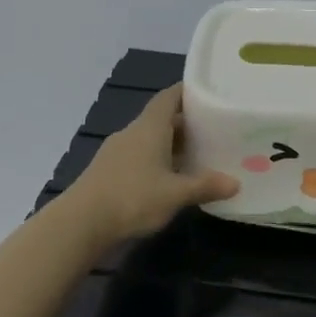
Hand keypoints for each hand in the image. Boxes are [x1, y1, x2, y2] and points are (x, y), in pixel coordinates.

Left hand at [61, 84, 238, 244]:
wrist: (80, 224)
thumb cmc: (132, 198)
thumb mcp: (175, 194)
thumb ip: (205, 186)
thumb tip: (235, 183)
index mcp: (149, 127)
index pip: (169, 97)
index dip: (187, 92)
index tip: (208, 94)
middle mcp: (132, 133)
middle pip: (161, 119)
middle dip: (185, 123)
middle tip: (212, 130)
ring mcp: (116, 152)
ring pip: (149, 139)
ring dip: (170, 145)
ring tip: (196, 155)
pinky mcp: (108, 171)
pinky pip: (138, 157)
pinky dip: (156, 161)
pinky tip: (168, 178)